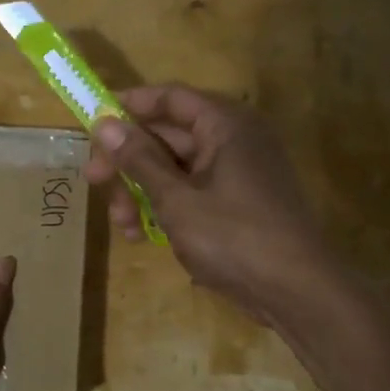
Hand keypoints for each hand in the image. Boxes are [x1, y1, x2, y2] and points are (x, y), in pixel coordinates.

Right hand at [83, 85, 337, 319]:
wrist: (297, 292)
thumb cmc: (234, 236)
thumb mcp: (176, 198)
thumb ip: (138, 159)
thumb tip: (105, 122)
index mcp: (224, 124)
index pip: (169, 98)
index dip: (128, 106)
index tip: (92, 122)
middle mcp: (232, 140)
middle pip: (167, 136)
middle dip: (127, 161)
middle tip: (93, 181)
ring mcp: (236, 173)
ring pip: (174, 168)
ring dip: (141, 190)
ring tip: (121, 224)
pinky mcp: (236, 203)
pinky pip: (190, 192)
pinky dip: (164, 207)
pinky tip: (141, 235)